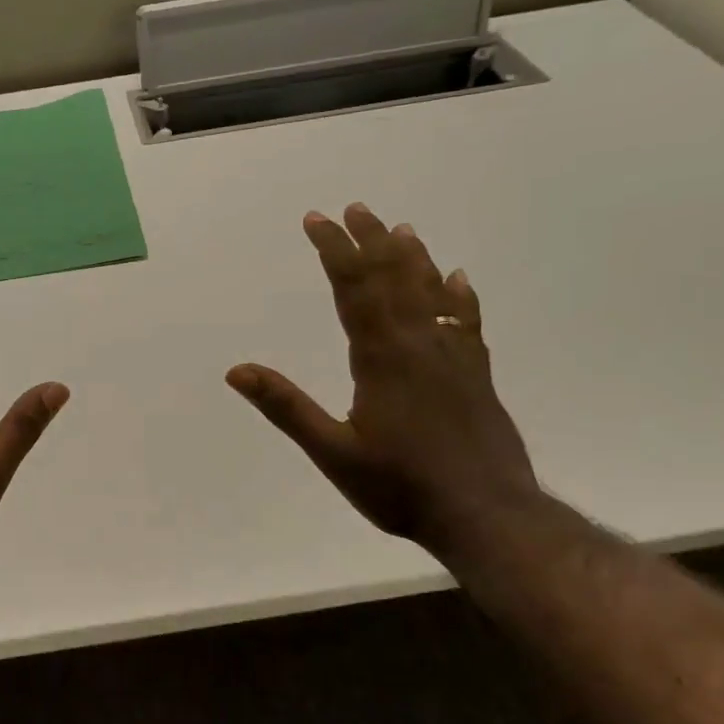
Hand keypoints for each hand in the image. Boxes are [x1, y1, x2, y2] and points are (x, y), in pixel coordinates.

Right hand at [226, 202, 539, 553]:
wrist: (486, 514)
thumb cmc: (401, 487)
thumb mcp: (333, 453)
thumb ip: (287, 408)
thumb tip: (237, 371)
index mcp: (381, 357)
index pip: (353, 288)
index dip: (333, 250)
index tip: (316, 219)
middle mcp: (420, 344)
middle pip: (393, 278)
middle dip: (370, 241)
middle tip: (355, 209)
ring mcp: (454, 357)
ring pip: (431, 292)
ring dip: (412, 257)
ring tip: (399, 228)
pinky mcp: (476, 375)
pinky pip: (466, 321)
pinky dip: (458, 295)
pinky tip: (457, 279)